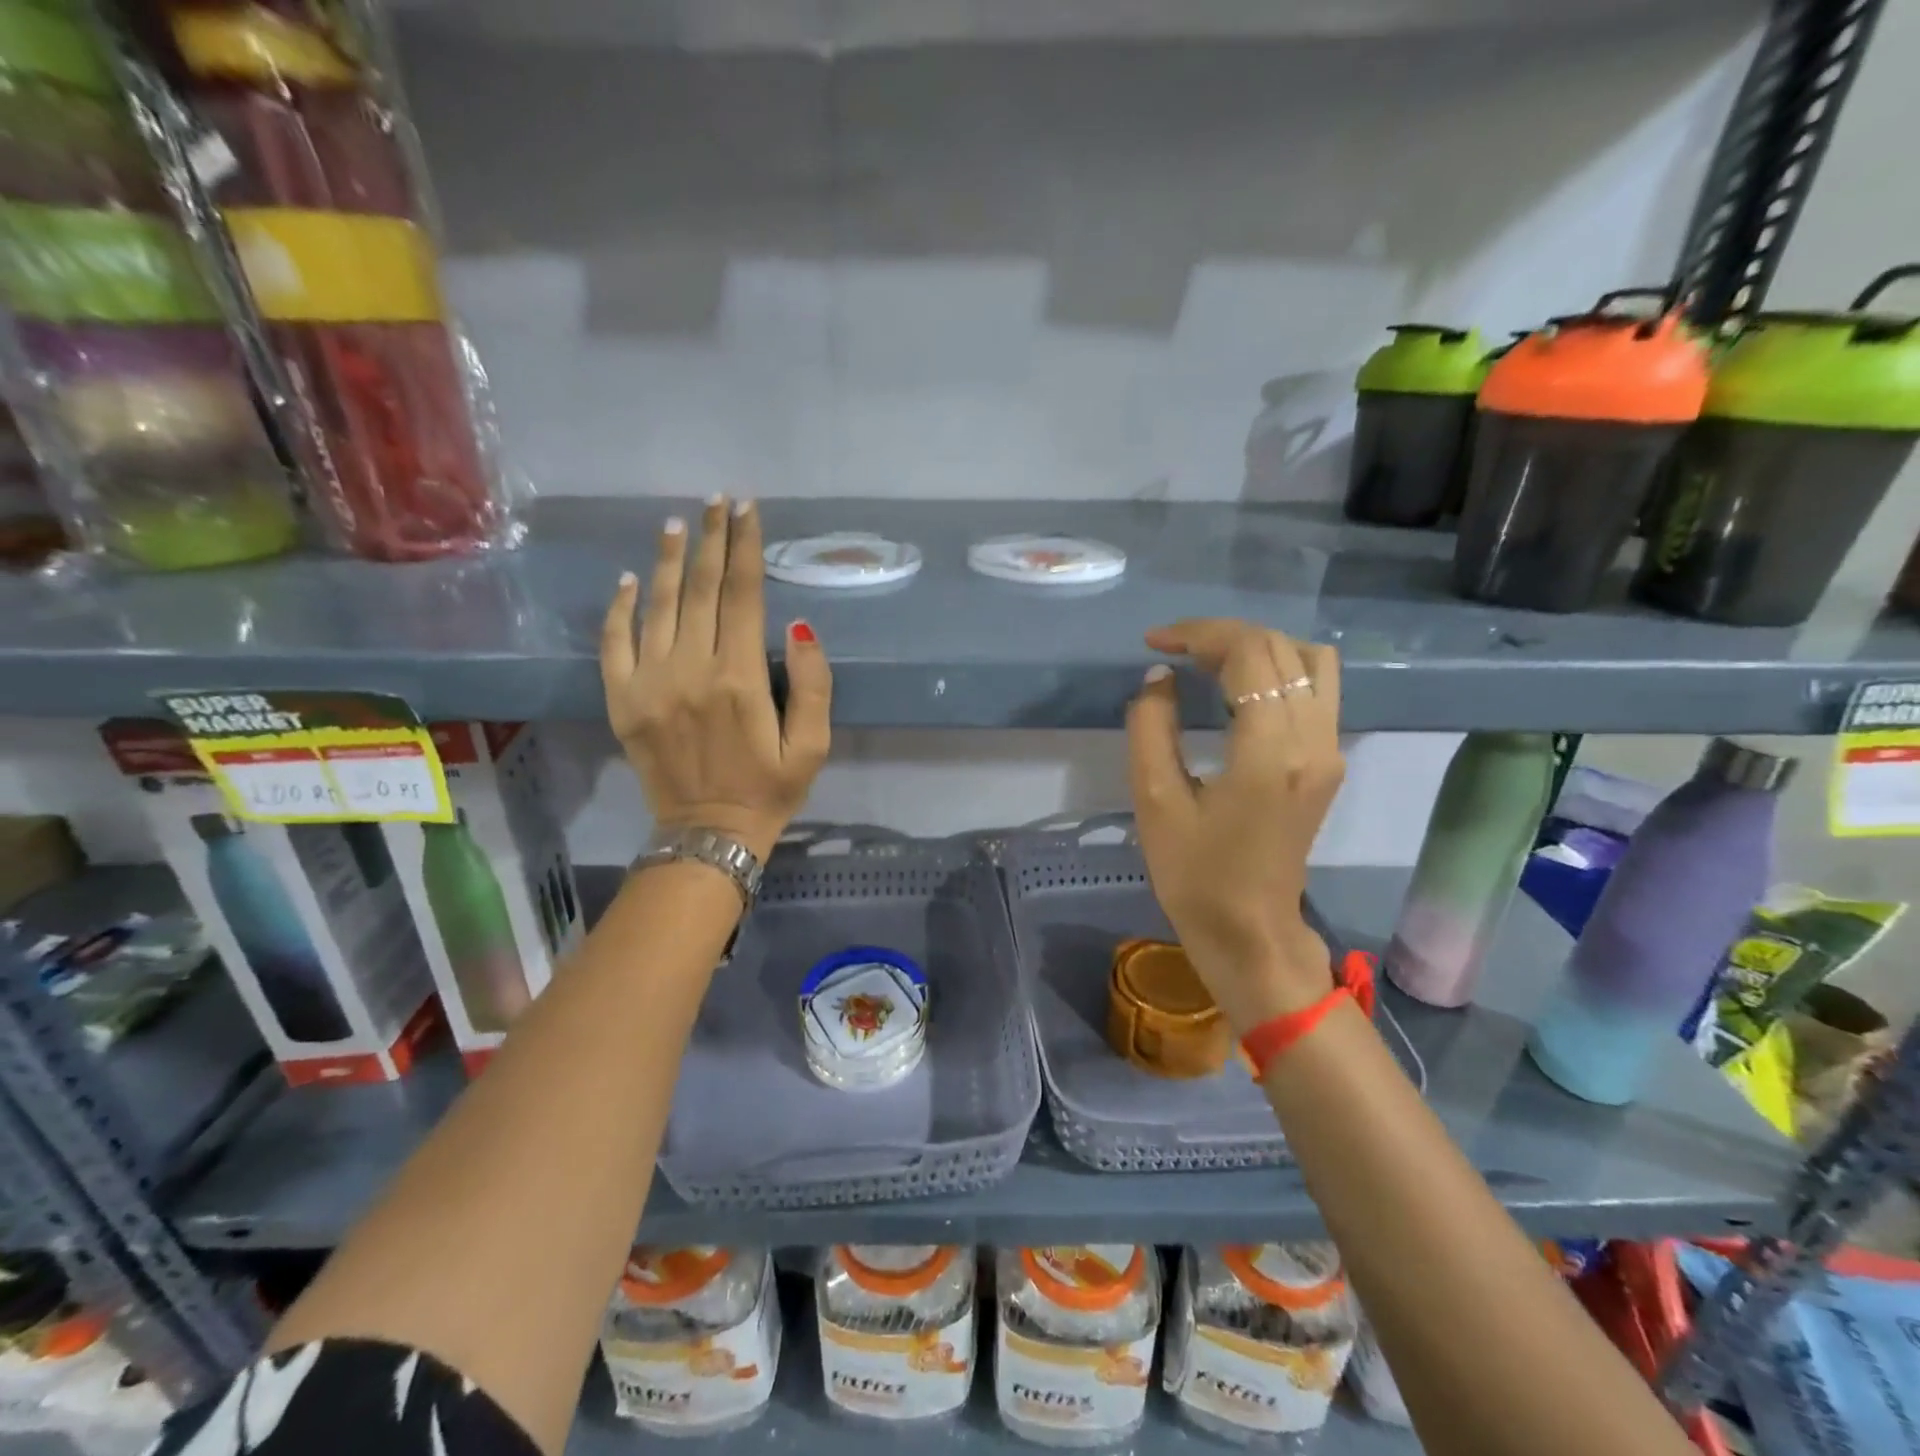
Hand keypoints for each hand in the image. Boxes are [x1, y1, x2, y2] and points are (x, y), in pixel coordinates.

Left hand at [601, 498, 831, 859]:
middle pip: (700, 589)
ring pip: (657, 605)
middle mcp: (690, 671)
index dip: (745, 547)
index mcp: (739, 679)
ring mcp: (648, 684)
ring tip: (678, 524)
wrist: (708, 835)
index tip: (747, 509)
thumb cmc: (769, 789)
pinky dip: (620, 607)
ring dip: (668, 560)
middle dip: (710, 540)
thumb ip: (812, 684)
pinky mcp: (622, 701)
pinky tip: (631, 579)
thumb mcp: (813, 746)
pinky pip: (615, 642)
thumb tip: (798, 625)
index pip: (742, 595)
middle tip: (717, 502)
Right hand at [1126, 619, 1343, 1031]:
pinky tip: (1239, 688)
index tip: (1155, 642)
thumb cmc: (1195, 875)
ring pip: (1310, 661)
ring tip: (1209, 662)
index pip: (1248, 654)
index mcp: (1270, 751)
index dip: (1198, 635)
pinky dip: (1278, 670)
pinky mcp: (1330, 762)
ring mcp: (1330, 750)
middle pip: (1280, 648)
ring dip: (1258, 648)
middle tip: (1173, 651)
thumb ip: (1151, 728)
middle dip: (1221, 637)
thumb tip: (1160, 677)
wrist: (1250, 932)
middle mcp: (1314, 741)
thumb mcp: (1155, 801)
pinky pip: (1317, 689)